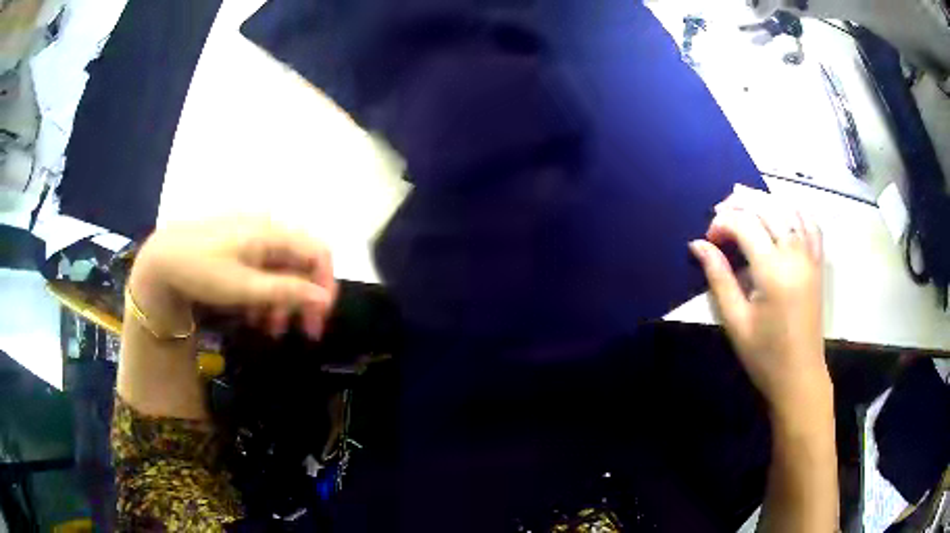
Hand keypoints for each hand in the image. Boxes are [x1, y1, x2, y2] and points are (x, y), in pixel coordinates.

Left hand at [129, 217, 337, 339]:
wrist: (160, 259)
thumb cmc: (202, 271)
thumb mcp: (244, 287)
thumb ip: (287, 291)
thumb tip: (324, 298)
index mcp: (272, 232)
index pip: (318, 252)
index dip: (326, 285)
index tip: (319, 318)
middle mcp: (267, 228)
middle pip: (300, 263)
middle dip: (303, 299)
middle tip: (303, 332)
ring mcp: (251, 235)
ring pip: (281, 269)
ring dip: (282, 300)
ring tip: (270, 329)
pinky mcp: (237, 245)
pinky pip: (262, 268)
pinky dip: (264, 292)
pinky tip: (253, 313)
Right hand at [689, 185, 830, 423]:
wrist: (799, 376)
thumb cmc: (764, 355)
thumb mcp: (735, 321)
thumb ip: (718, 278)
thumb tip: (697, 245)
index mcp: (773, 271)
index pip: (745, 225)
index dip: (722, 223)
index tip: (708, 239)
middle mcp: (795, 255)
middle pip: (767, 208)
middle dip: (740, 203)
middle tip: (720, 214)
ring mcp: (810, 257)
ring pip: (789, 209)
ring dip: (765, 200)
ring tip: (744, 204)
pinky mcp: (818, 264)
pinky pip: (811, 223)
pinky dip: (795, 209)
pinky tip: (781, 211)